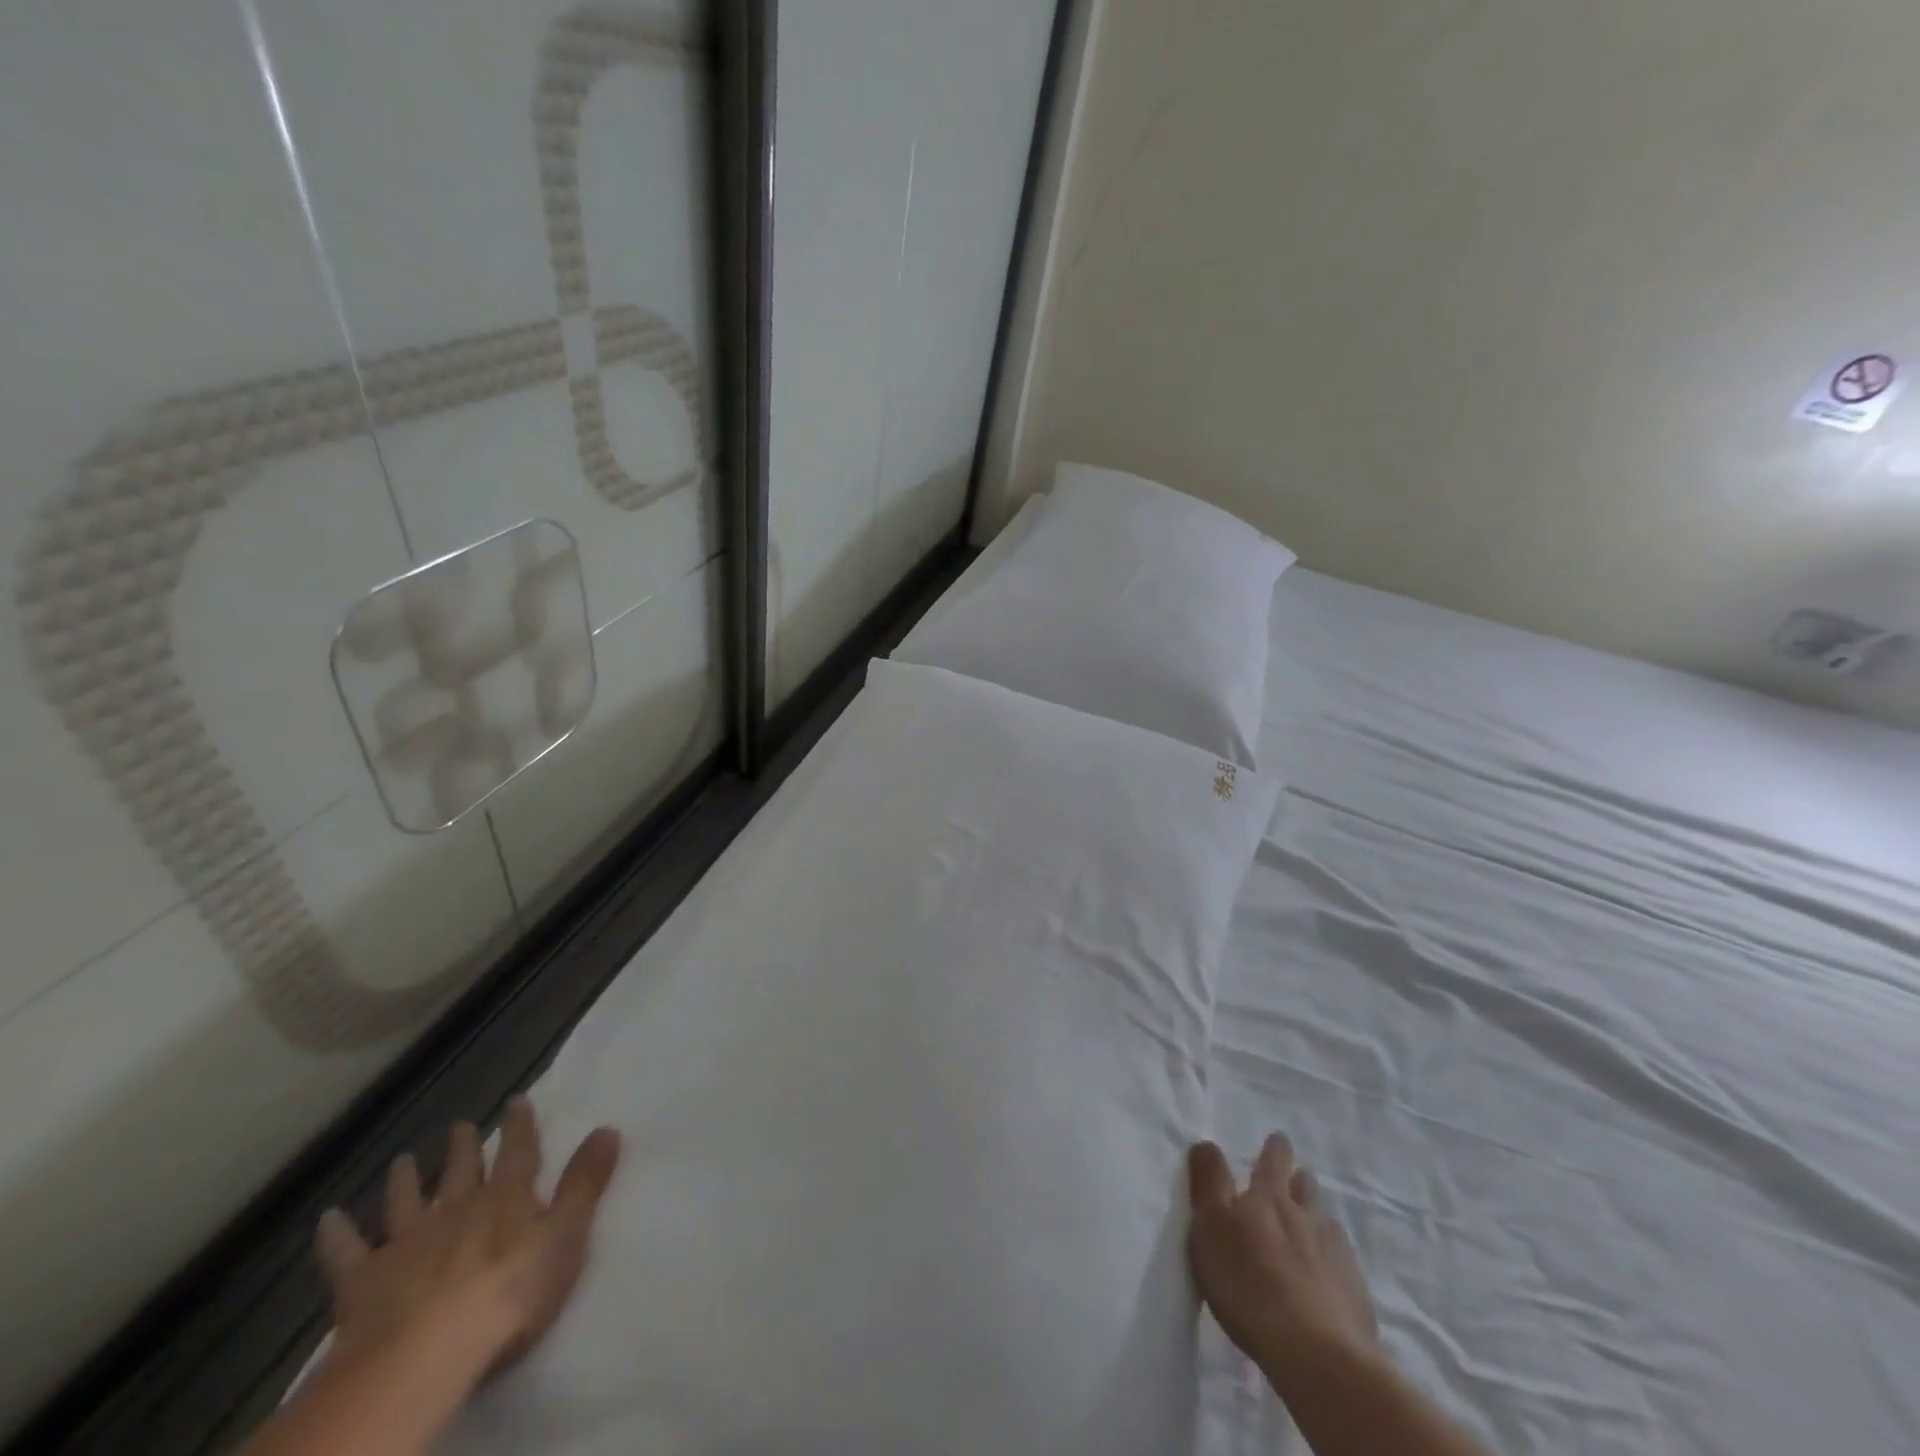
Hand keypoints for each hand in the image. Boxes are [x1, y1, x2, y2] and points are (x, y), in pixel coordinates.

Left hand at [317, 1098, 620, 1380]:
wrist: (426, 1355)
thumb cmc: (510, 1293)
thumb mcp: (566, 1235)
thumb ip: (585, 1183)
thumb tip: (608, 1127)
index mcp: (506, 1197)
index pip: (518, 1151)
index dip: (520, 1126)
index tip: (517, 1100)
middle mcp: (457, 1207)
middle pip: (461, 1170)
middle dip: (464, 1146)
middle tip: (460, 1125)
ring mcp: (407, 1242)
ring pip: (406, 1200)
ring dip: (406, 1179)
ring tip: (403, 1160)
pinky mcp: (363, 1282)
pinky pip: (346, 1252)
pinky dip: (337, 1234)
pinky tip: (329, 1219)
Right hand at [1187, 1133, 1378, 1393]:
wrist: (1317, 1355)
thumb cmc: (1249, 1283)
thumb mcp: (1211, 1226)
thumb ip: (1208, 1181)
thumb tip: (1207, 1142)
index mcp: (1268, 1198)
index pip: (1273, 1161)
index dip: (1275, 1149)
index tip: (1279, 1139)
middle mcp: (1306, 1217)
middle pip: (1305, 1188)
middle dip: (1299, 1179)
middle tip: (1295, 1176)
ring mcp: (1336, 1255)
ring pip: (1326, 1223)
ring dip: (1317, 1218)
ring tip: (1310, 1225)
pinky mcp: (1355, 1295)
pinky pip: (1343, 1264)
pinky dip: (1333, 1260)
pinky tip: (1327, 1275)